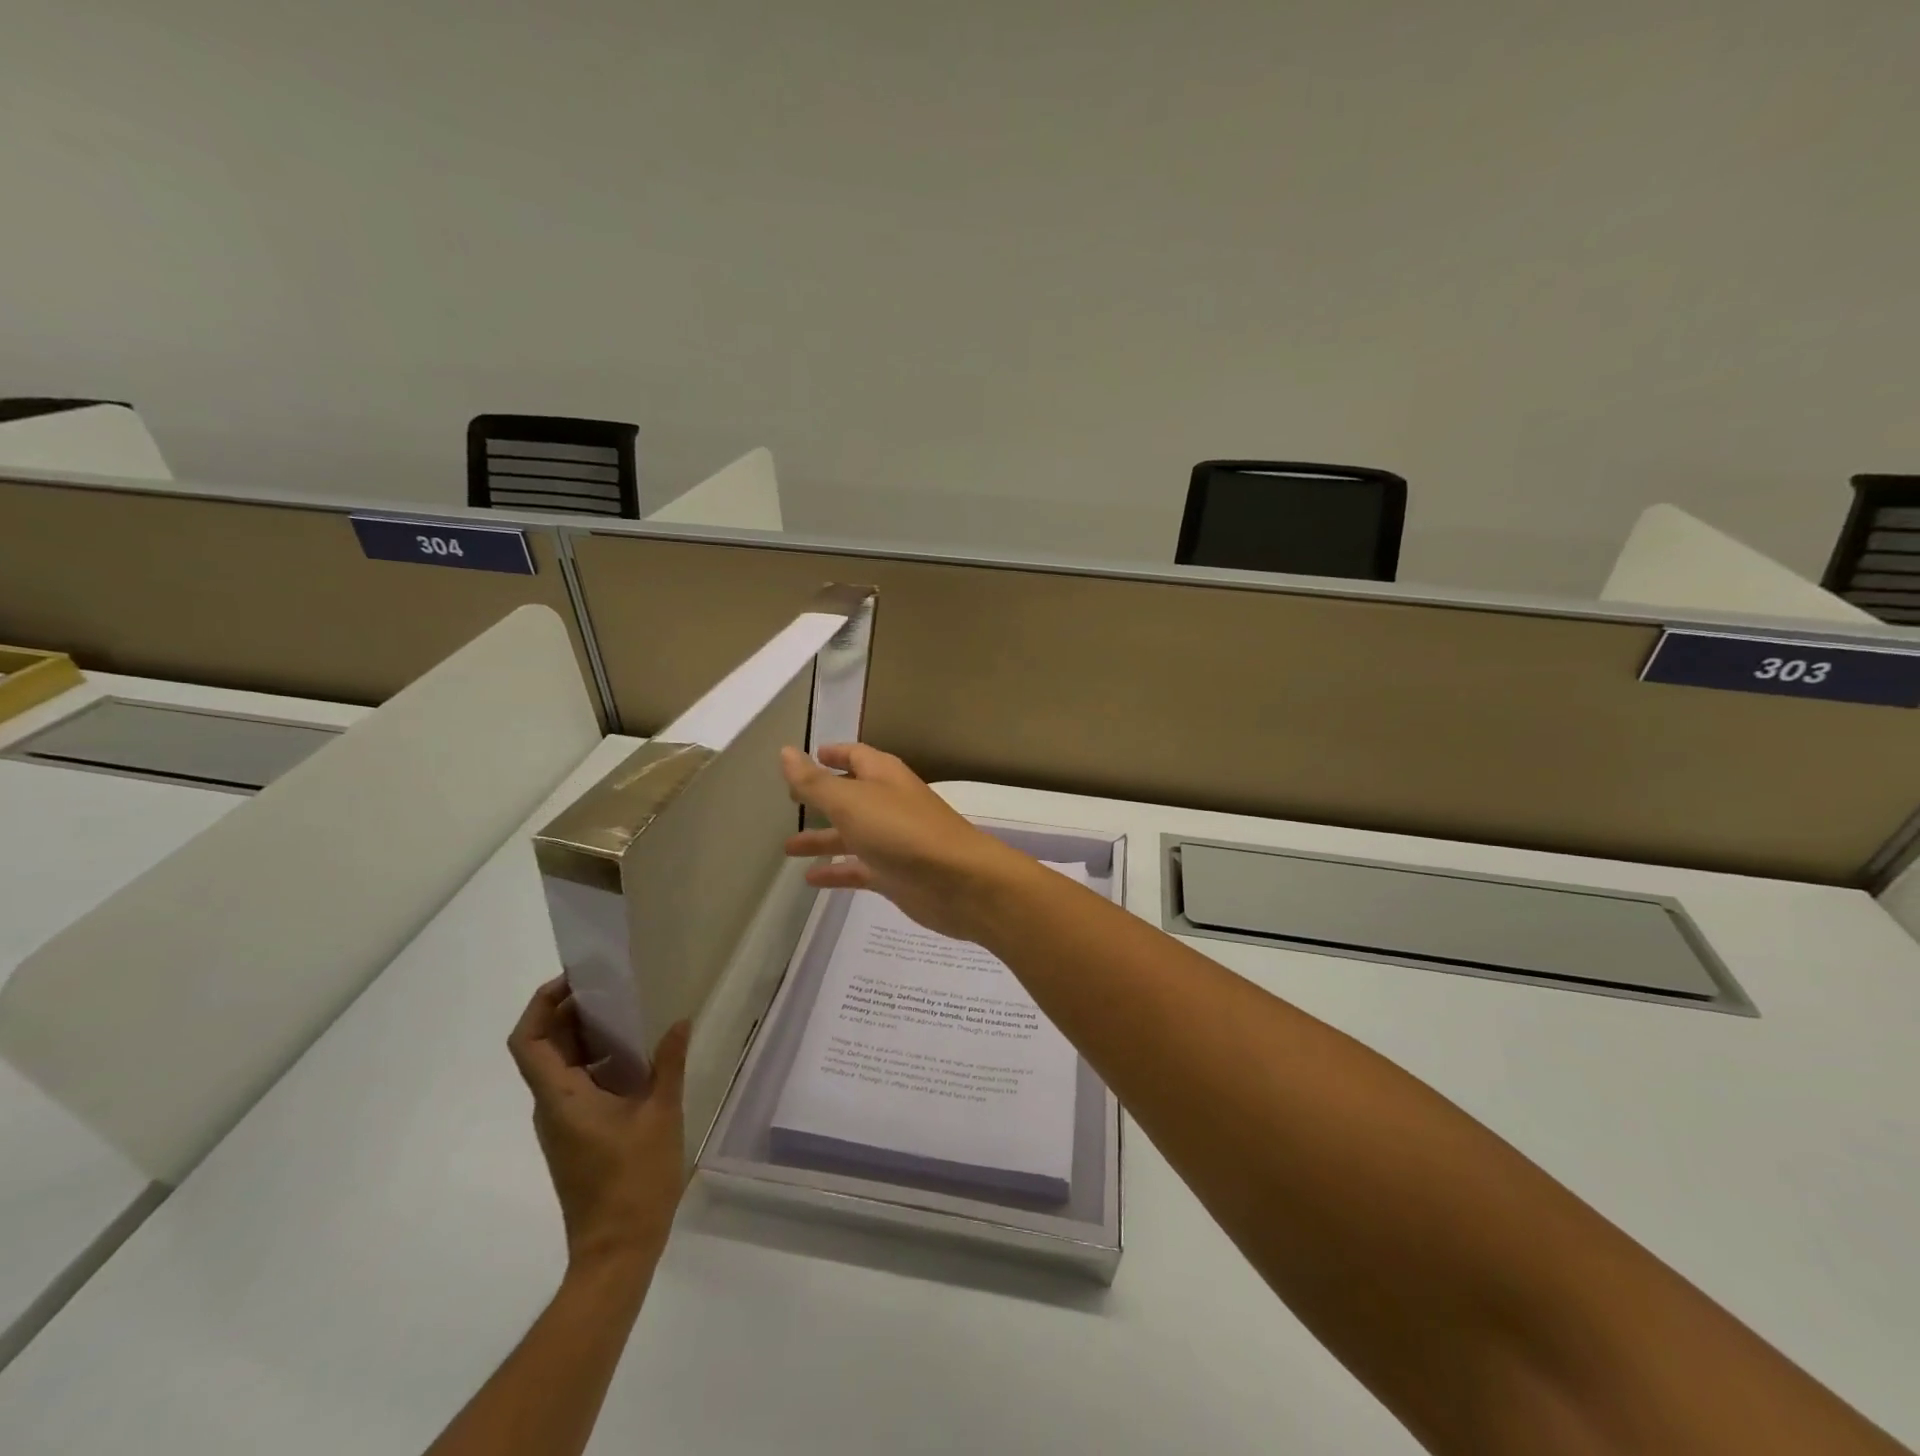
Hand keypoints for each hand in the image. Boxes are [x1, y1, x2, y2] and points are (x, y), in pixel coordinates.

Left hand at [507, 980, 689, 1275]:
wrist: (616, 1251)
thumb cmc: (634, 1181)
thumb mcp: (662, 1115)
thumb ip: (668, 1064)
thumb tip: (680, 1022)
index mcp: (562, 1099)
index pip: (529, 1042)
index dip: (542, 1005)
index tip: (576, 981)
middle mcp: (551, 1108)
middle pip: (543, 1049)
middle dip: (569, 1013)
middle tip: (610, 988)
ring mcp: (561, 1125)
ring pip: (558, 1068)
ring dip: (584, 1037)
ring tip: (627, 1014)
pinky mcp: (574, 1138)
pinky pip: (574, 1086)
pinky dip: (595, 1062)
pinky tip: (634, 1059)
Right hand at [779, 743, 1032, 940]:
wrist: (957, 882)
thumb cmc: (902, 831)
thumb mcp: (851, 801)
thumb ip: (815, 782)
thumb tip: (785, 752)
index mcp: (883, 776)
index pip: (856, 755)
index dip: (833, 754)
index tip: (808, 755)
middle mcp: (889, 803)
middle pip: (850, 796)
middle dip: (822, 797)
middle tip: (789, 801)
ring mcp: (893, 840)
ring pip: (851, 835)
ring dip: (822, 838)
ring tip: (787, 848)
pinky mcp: (894, 874)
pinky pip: (858, 869)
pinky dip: (836, 872)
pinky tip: (810, 879)